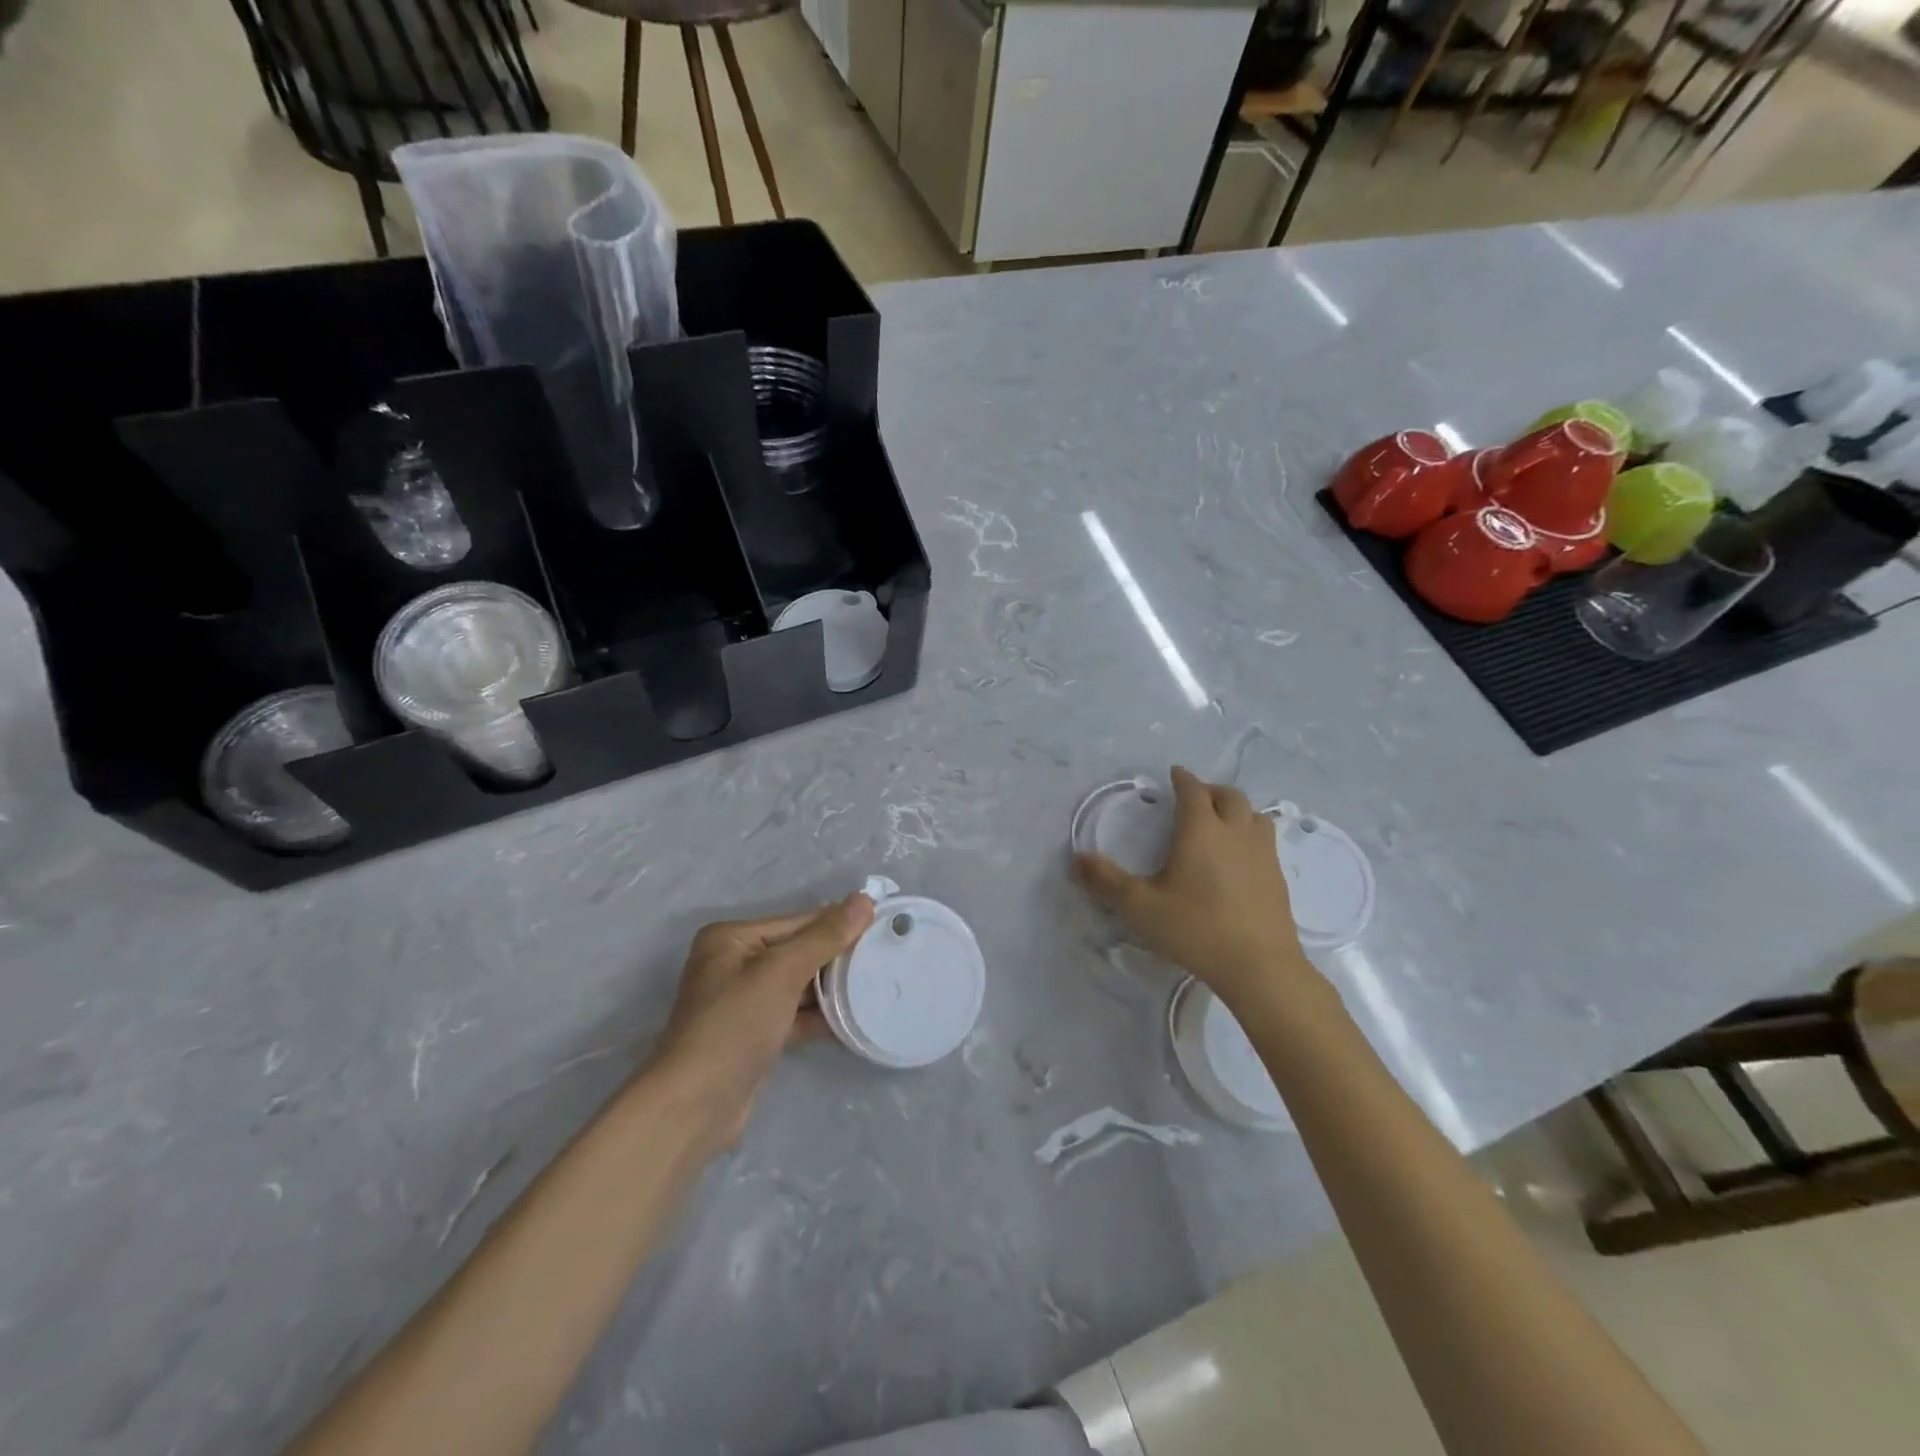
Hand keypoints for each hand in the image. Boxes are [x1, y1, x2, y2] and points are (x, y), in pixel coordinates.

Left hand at [648, 893, 874, 1146]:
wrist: (694, 1107)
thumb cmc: (734, 1026)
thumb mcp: (781, 973)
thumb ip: (824, 936)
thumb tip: (864, 899)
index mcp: (732, 938)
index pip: (797, 921)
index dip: (839, 923)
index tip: (884, 924)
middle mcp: (735, 963)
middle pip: (800, 951)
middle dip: (838, 957)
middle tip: (887, 956)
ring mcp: (745, 1001)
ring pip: (800, 985)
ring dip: (834, 988)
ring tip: (879, 984)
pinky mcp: (756, 1035)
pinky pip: (796, 1014)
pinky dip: (822, 1016)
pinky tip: (857, 1016)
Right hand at [1073, 766, 1317, 1012]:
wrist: (1259, 966)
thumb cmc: (1195, 928)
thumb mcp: (1141, 907)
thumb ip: (1106, 881)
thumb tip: (1077, 858)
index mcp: (1200, 830)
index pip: (1193, 790)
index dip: (1183, 779)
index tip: (1174, 774)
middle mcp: (1235, 832)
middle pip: (1229, 796)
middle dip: (1210, 790)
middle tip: (1195, 798)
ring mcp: (1262, 853)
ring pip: (1254, 815)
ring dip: (1236, 810)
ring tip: (1222, 822)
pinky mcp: (1278, 877)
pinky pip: (1265, 841)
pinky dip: (1251, 835)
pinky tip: (1241, 858)